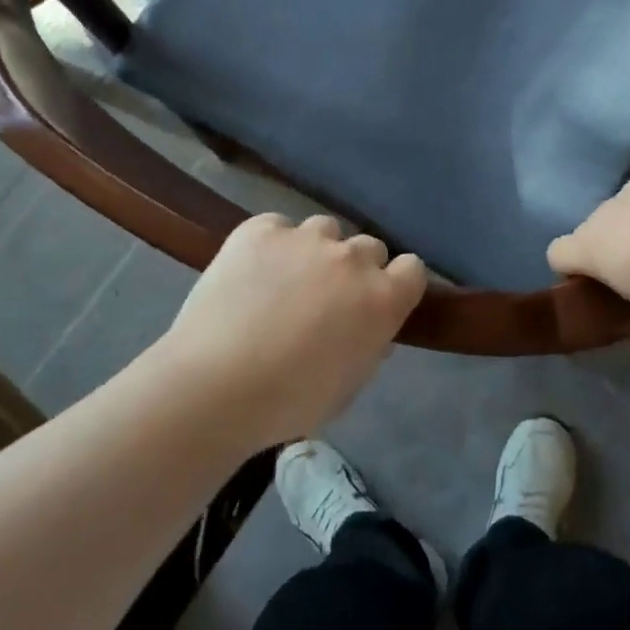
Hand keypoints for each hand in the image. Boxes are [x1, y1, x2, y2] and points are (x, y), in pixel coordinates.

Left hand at [158, 213, 427, 445]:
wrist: (216, 384)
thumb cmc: (289, 402)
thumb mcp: (348, 386)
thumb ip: (369, 346)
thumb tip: (372, 329)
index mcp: (381, 299)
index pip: (413, 269)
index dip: (398, 283)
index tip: (380, 301)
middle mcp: (351, 258)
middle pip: (369, 247)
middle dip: (355, 270)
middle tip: (327, 299)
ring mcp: (305, 237)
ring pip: (324, 230)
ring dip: (315, 252)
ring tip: (285, 281)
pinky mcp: (261, 229)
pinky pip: (277, 227)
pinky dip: (271, 245)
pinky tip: (251, 272)